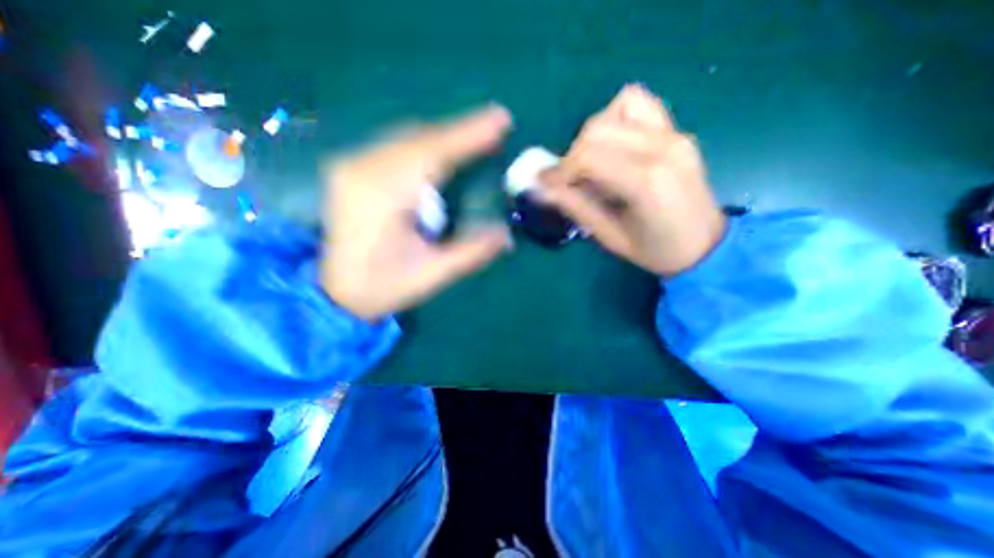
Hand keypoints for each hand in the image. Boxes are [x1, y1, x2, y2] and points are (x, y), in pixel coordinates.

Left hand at [323, 105, 516, 319]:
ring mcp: (351, 165)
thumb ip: (471, 252)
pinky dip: (425, 143)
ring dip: (444, 136)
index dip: (469, 134)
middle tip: (495, 129)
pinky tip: (442, 151)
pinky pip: (395, 145)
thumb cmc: (382, 286)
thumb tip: (507, 236)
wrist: (333, 292)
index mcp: (383, 195)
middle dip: (461, 131)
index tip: (501, 120)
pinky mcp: (351, 169)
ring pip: (407, 136)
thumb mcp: (431, 275)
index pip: (432, 151)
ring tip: (475, 139)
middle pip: (421, 136)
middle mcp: (363, 169)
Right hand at [541, 86, 726, 277]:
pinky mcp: (676, 130)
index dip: (558, 171)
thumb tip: (542, 188)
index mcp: (646, 182)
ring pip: (614, 110)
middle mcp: (662, 148)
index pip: (587, 158)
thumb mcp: (610, 237)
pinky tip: (613, 144)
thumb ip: (576, 207)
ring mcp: (673, 134)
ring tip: (591, 163)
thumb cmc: (655, 250)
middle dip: (571, 157)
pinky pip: (638, 104)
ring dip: (591, 136)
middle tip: (568, 181)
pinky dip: (615, 117)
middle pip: (597, 130)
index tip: (543, 185)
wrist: (705, 244)